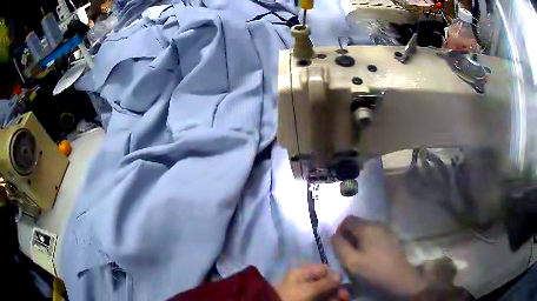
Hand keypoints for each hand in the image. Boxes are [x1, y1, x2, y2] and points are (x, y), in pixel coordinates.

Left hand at [274, 264, 348, 300]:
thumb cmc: (291, 298)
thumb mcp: (309, 290)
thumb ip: (326, 283)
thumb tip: (340, 274)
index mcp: (302, 272)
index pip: (324, 270)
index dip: (335, 277)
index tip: (343, 286)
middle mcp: (304, 280)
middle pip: (325, 282)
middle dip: (336, 289)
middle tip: (345, 298)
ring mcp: (303, 291)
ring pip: (323, 292)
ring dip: (333, 296)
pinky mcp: (304, 299)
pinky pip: (318, 298)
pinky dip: (326, 300)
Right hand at [331, 216, 425, 295]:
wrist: (399, 276)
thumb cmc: (373, 269)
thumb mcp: (351, 261)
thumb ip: (340, 246)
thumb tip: (334, 236)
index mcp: (367, 227)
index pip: (347, 220)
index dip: (339, 230)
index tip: (339, 245)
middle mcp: (377, 223)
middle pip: (358, 223)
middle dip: (349, 235)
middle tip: (347, 253)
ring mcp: (386, 229)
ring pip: (367, 229)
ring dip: (359, 239)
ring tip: (358, 255)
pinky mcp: (392, 236)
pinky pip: (375, 234)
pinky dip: (368, 241)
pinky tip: (370, 255)